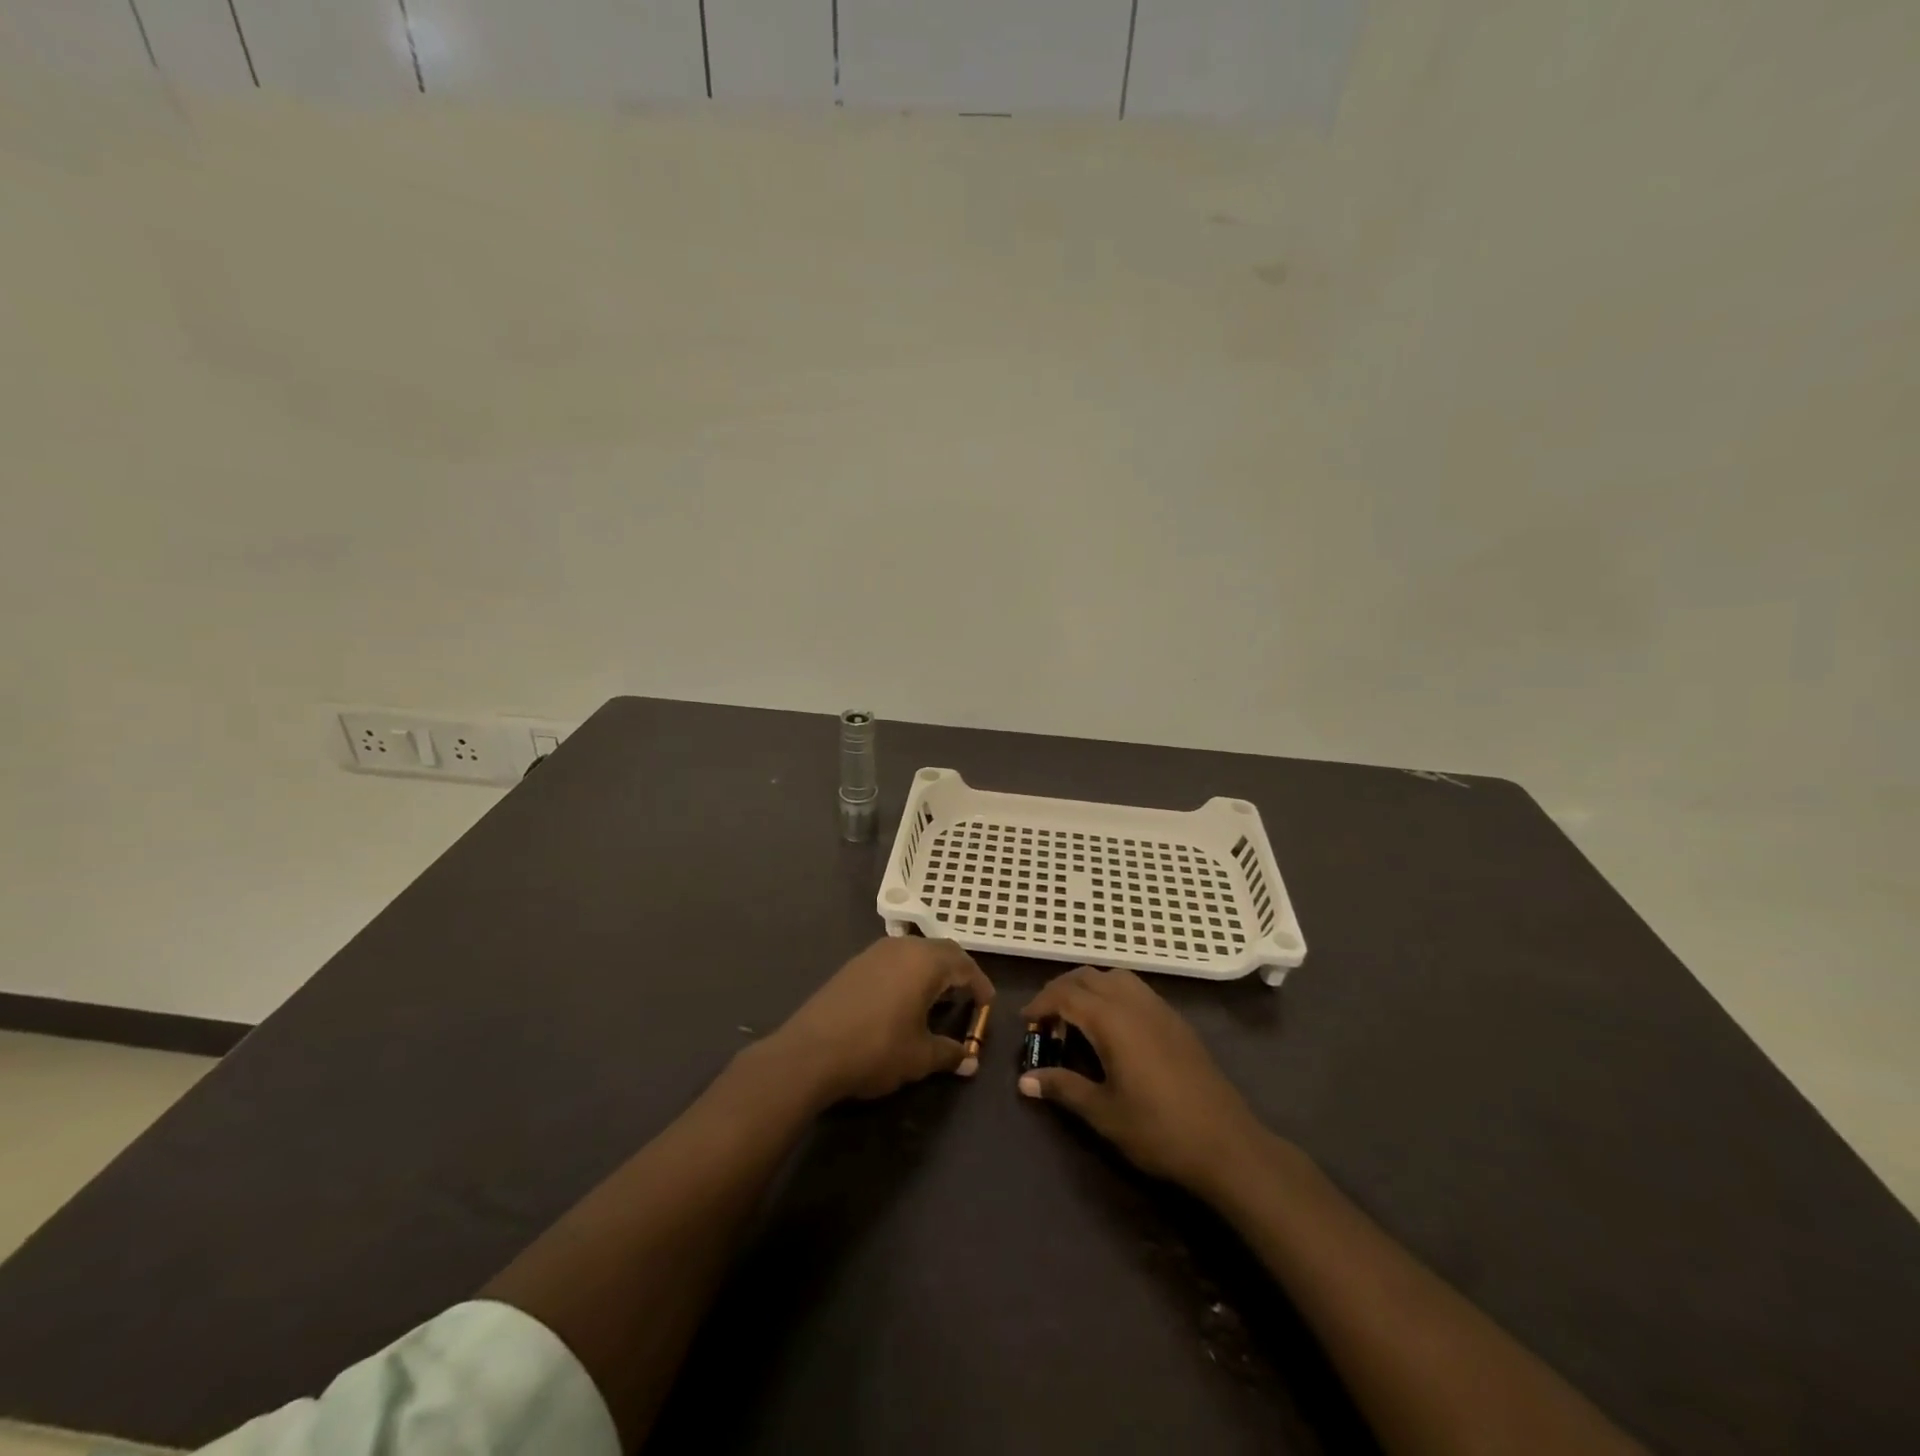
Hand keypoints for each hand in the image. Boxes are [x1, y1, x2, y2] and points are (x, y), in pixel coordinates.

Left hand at [771, 937, 994, 1103]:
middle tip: (967, 997)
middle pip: (941, 951)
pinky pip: (893, 960)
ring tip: (937, 999)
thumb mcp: (920, 1056)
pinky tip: (903, 1000)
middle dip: (958, 972)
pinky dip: (908, 973)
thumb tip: (971, 1062)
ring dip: (931, 970)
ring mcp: (874, 952)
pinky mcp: (854, 964)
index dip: (980, 984)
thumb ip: (950, 1054)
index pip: (964, 965)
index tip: (988, 1004)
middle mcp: (902, 947)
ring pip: (915, 952)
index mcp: (925, 962)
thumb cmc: (876, 1049)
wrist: (810, 1052)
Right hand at [1019, 966, 1270, 1194]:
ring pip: (1114, 976)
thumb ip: (1062, 1088)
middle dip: (1061, 990)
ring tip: (1076, 1019)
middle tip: (1046, 1020)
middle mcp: (1134, 1002)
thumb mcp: (1103, 1113)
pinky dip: (1112, 994)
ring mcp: (1159, 1008)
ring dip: (1089, 987)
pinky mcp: (1176, 1020)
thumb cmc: (1158, 1130)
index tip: (1025, 1022)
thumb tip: (1024, 1081)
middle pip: (1088, 976)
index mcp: (1112, 1019)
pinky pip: (1135, 989)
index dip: (1041, 1003)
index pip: (1065, 994)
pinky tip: (1112, 1028)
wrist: (1226, 1144)